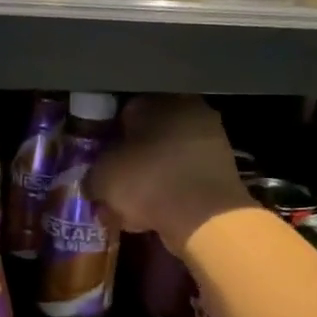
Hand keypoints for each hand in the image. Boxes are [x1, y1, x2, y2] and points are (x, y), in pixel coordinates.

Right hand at [91, 96, 253, 251]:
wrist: (204, 216)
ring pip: (168, 156)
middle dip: (132, 156)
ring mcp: (211, 137)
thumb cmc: (147, 182)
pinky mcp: (224, 168)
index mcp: (156, 100)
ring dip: (152, 175)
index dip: (108, 137)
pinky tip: (156, 211)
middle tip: (116, 180)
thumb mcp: (102, 179)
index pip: (123, 111)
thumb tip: (92, 182)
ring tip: (133, 203)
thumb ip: (92, 174)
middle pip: (149, 133)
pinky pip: (186, 176)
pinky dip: (172, 190)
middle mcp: (187, 109)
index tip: (99, 158)